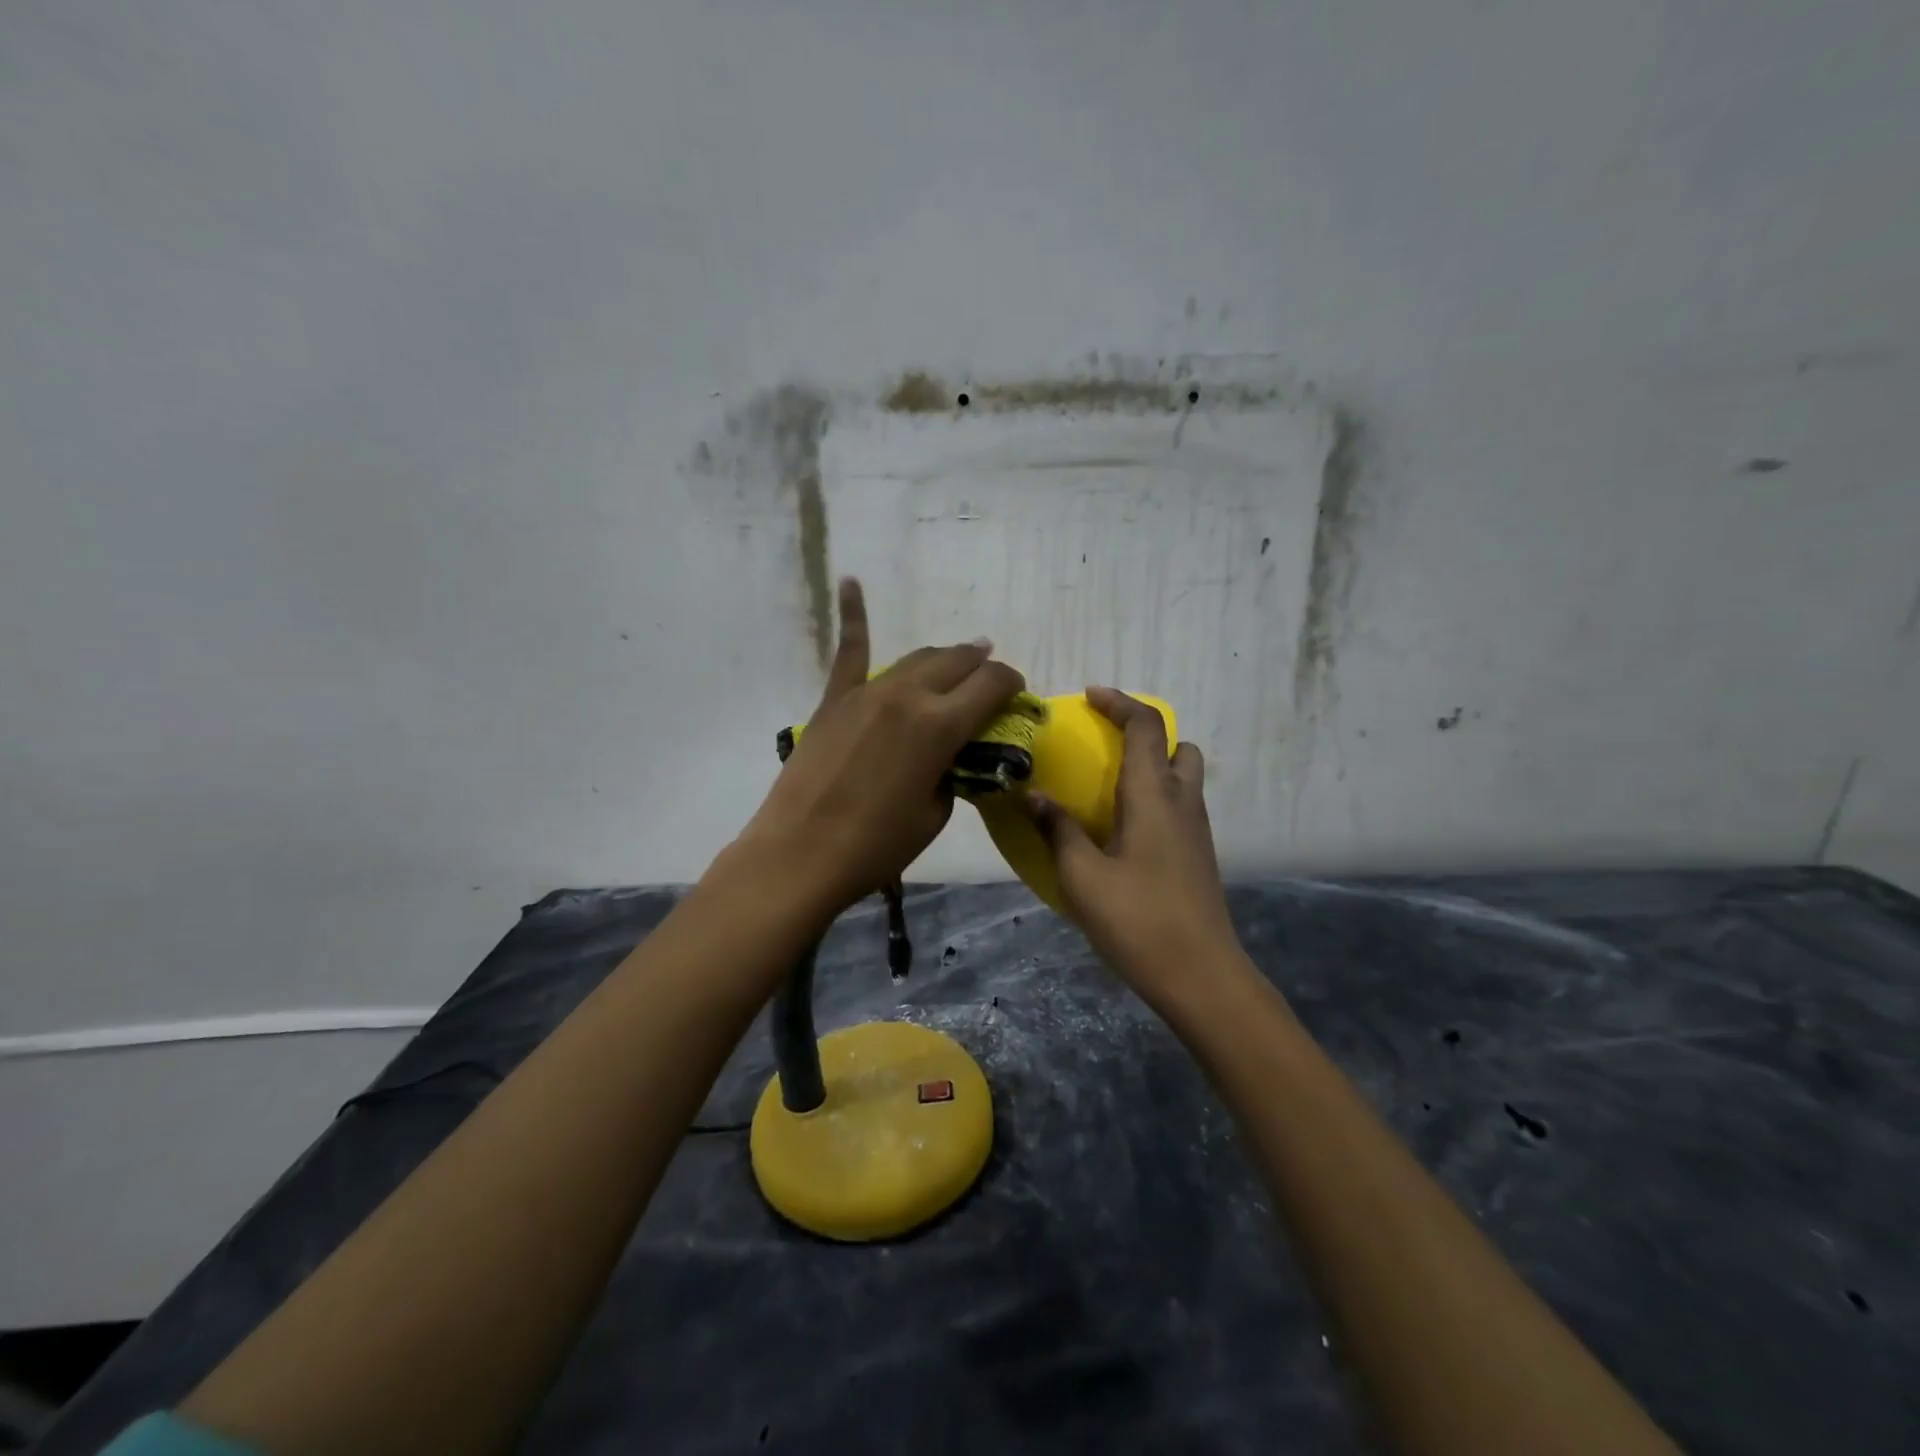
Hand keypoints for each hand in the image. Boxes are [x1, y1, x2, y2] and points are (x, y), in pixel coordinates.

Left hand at [735, 578, 1024, 913]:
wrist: (801, 853)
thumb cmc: (876, 845)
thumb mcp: (934, 812)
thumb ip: (951, 773)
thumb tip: (950, 756)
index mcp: (941, 726)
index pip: (991, 685)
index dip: (1011, 684)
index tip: (1017, 693)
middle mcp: (909, 696)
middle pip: (957, 662)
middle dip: (981, 666)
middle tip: (990, 677)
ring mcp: (867, 692)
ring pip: (916, 658)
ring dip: (943, 657)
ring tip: (959, 656)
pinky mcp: (834, 700)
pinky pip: (849, 651)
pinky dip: (853, 614)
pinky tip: (850, 580)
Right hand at [1027, 688, 1241, 1004]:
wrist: (1200, 976)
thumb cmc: (1138, 920)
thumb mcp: (1083, 876)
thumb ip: (1058, 829)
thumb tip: (1034, 795)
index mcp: (1154, 796)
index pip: (1146, 727)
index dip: (1120, 703)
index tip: (1090, 696)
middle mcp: (1183, 802)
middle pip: (1177, 746)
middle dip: (1144, 734)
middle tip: (1106, 747)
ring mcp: (1197, 830)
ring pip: (1184, 777)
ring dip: (1153, 766)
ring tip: (1111, 788)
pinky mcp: (1200, 855)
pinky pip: (1181, 805)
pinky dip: (1157, 797)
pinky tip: (1124, 830)